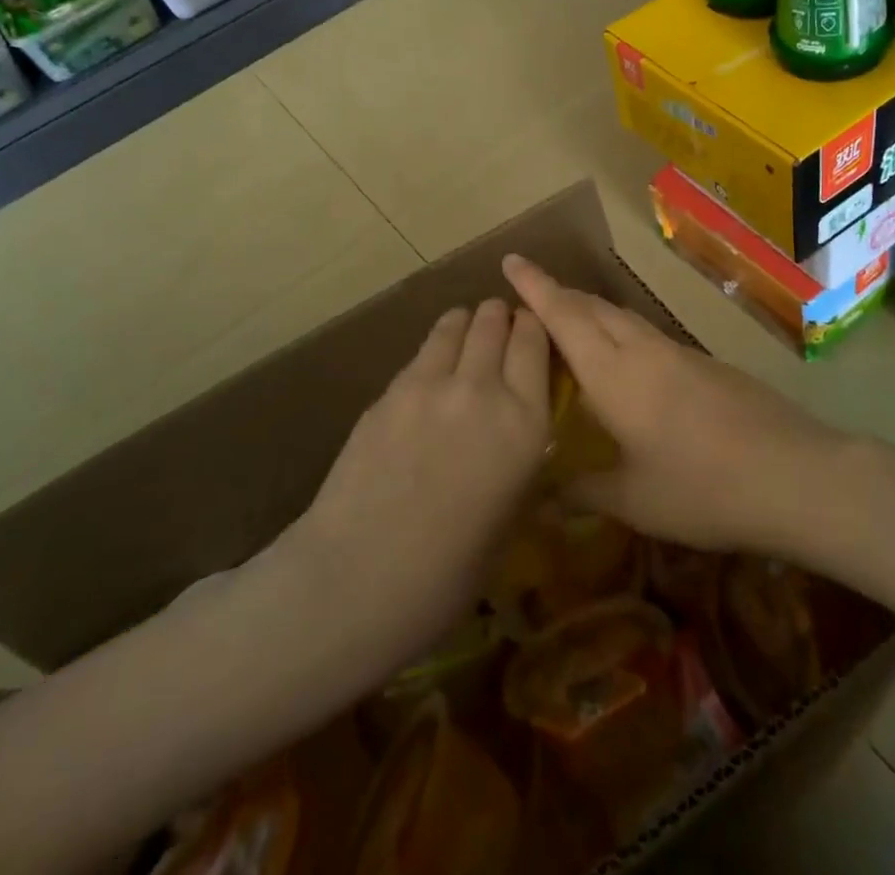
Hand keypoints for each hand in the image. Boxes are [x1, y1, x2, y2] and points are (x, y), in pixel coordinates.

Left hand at [286, 300, 550, 665]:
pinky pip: (422, 352)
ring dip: (467, 323)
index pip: (535, 342)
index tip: (532, 330)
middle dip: (501, 317)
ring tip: (467, 333)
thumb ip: (521, 459)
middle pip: (495, 321)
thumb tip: (520, 433)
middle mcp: (483, 389)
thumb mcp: (512, 515)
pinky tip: (432, 370)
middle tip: (501, 328)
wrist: (359, 577)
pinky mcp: (390, 389)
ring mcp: (431, 383)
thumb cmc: (449, 572)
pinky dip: (435, 348)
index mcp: (525, 424)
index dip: (534, 327)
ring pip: (456, 324)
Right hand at [504, 255, 846, 555]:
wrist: (794, 474)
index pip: (564, 316)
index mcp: (614, 373)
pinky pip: (647, 335)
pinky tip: (625, 361)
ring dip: (591, 311)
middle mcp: (642, 350)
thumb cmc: (703, 488)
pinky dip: (621, 332)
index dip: (534, 287)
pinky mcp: (705, 363)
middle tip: (529, 295)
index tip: (511, 260)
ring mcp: (678, 352)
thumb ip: (585, 490)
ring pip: (622, 317)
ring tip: (570, 322)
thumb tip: (543, 494)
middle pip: (592, 307)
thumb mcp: (635, 500)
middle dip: (558, 294)